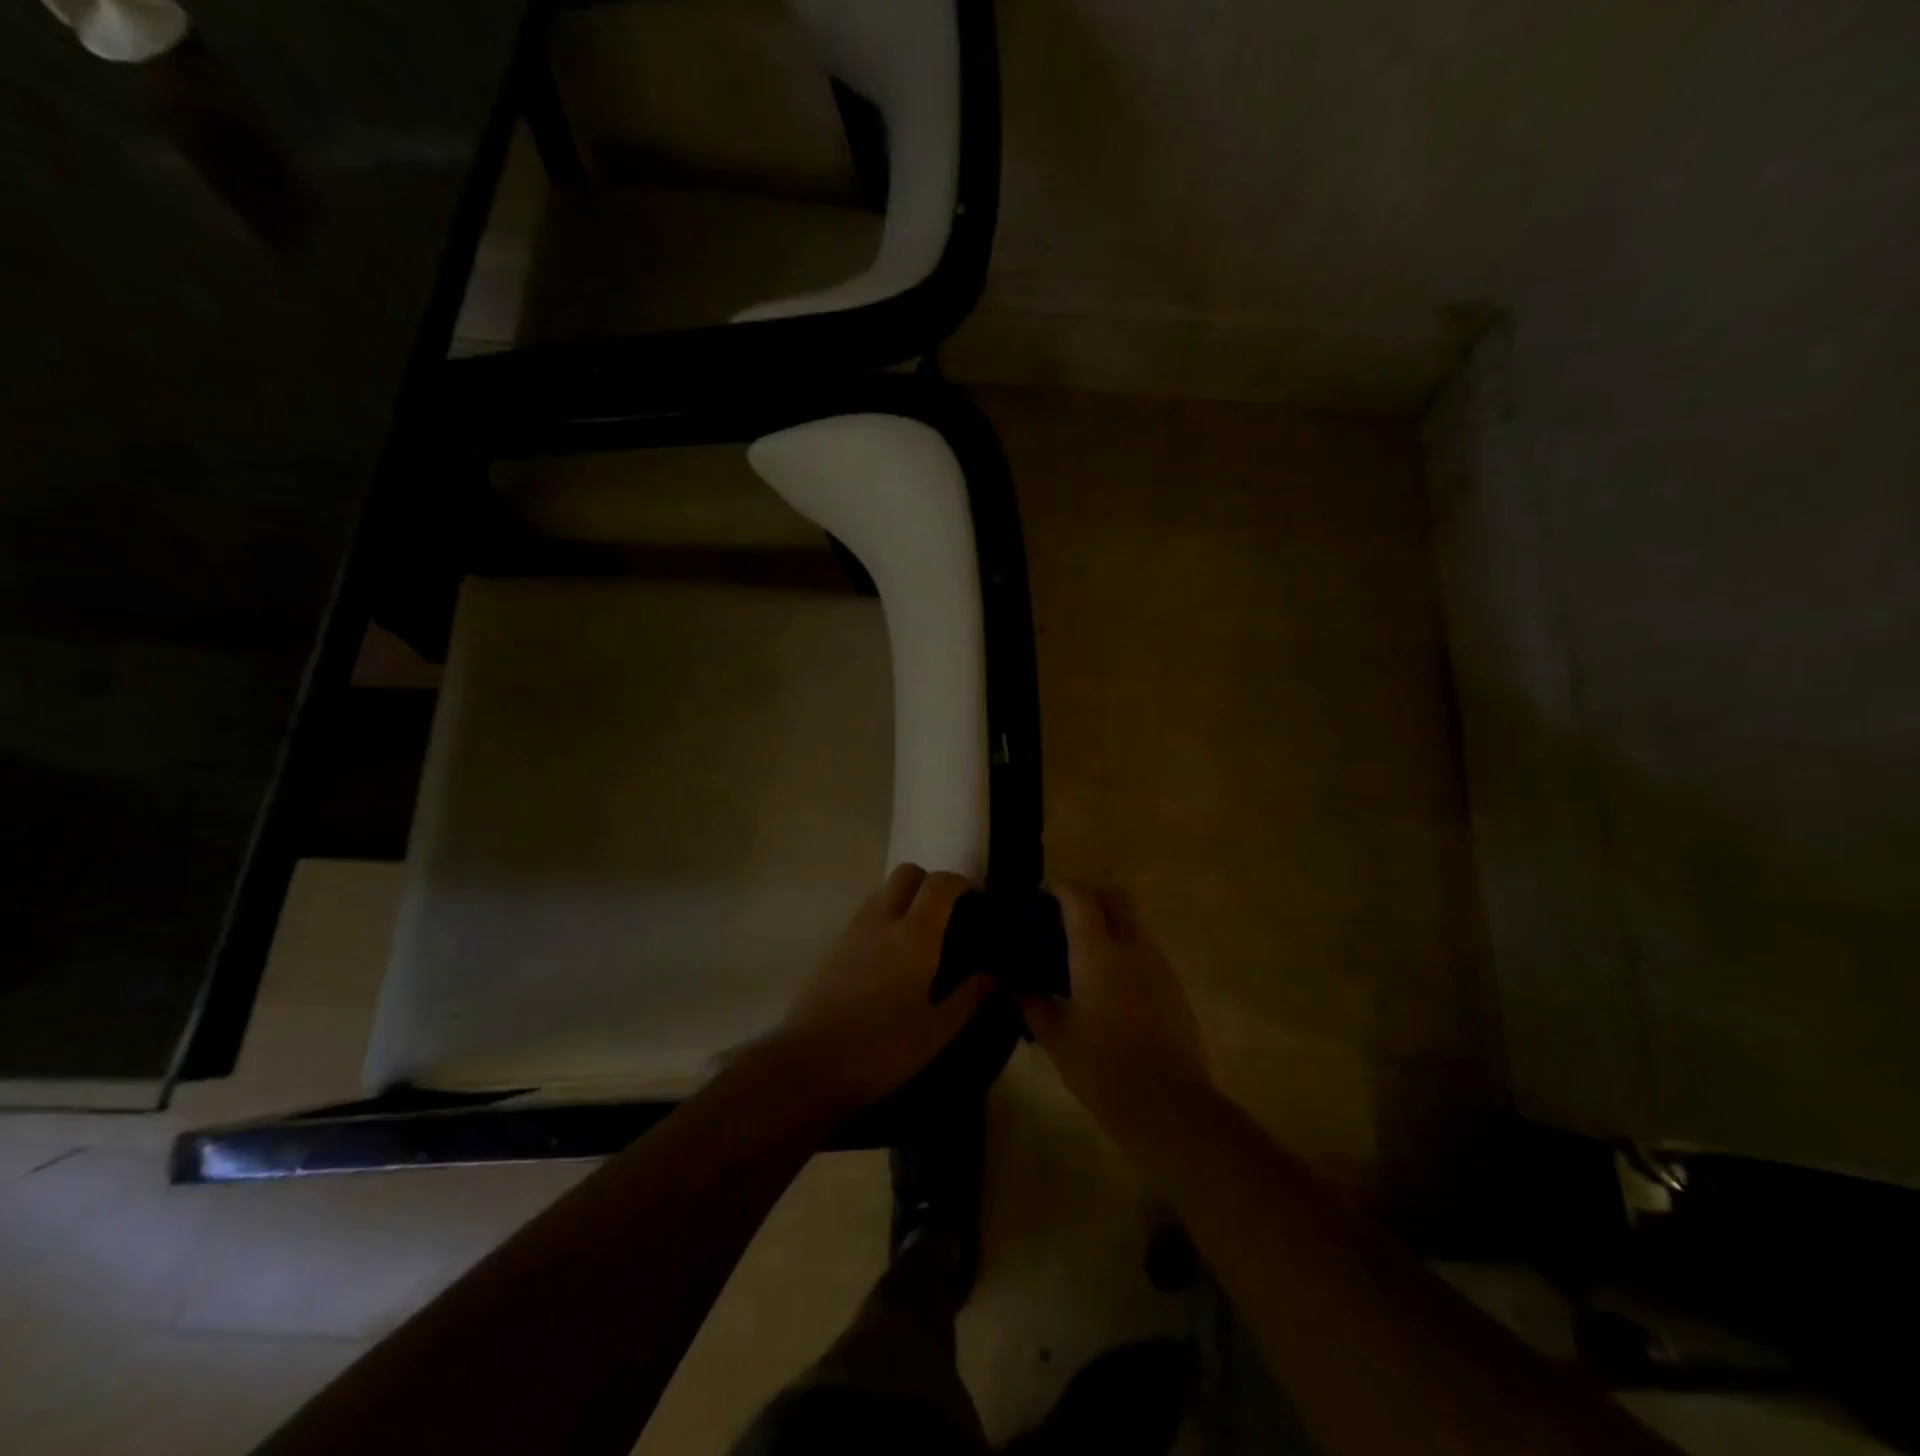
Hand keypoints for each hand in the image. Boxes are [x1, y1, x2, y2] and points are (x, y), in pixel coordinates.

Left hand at [771, 864, 990, 1113]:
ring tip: (921, 935)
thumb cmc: (881, 1049)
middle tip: (947, 913)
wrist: (808, 1065)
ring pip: (883, 891)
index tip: (976, 901)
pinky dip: (885, 917)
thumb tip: (990, 976)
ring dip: (906, 898)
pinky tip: (891, 956)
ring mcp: (853, 931)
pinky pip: (866, 914)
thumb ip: (967, 998)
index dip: (961, 883)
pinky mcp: (834, 947)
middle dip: (931, 882)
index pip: (940, 884)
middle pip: (907, 873)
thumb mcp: (936, 1032)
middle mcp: (883, 921)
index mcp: (914, 936)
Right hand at [1018, 885, 1213, 1145]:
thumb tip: (1016, 985)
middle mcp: (1131, 947)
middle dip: (1091, 897)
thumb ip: (1033, 1005)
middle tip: (1065, 919)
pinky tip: (1109, 986)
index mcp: (1097, 953)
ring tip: (1084, 956)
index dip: (1060, 889)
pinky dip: (1125, 953)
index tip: (1043, 896)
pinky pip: (1146, 953)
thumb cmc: (1102, 1069)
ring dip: (1110, 926)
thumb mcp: (1056, 1039)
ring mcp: (1158, 966)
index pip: (1079, 899)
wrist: (1168, 1105)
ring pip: (1133, 925)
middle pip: (1115, 898)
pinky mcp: (1174, 987)